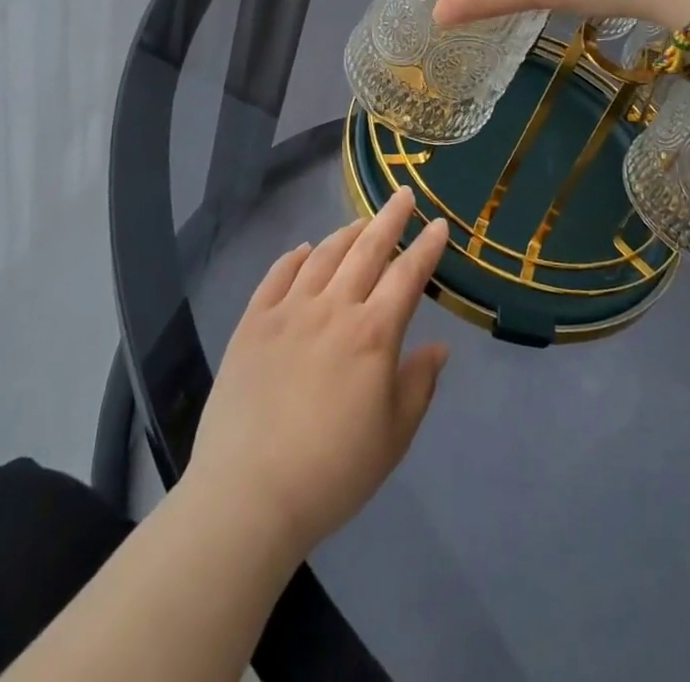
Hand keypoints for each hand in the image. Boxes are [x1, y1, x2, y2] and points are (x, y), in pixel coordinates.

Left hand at [187, 190, 449, 560]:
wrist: (249, 494)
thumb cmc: (333, 472)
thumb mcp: (394, 437)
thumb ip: (418, 384)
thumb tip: (439, 347)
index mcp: (373, 334)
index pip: (407, 275)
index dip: (426, 247)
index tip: (439, 224)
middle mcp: (333, 308)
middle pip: (366, 249)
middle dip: (389, 219)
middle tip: (402, 196)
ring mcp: (289, 310)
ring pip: (324, 255)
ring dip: (346, 234)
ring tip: (360, 222)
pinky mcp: (253, 322)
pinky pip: (278, 274)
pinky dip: (296, 256)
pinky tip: (305, 250)